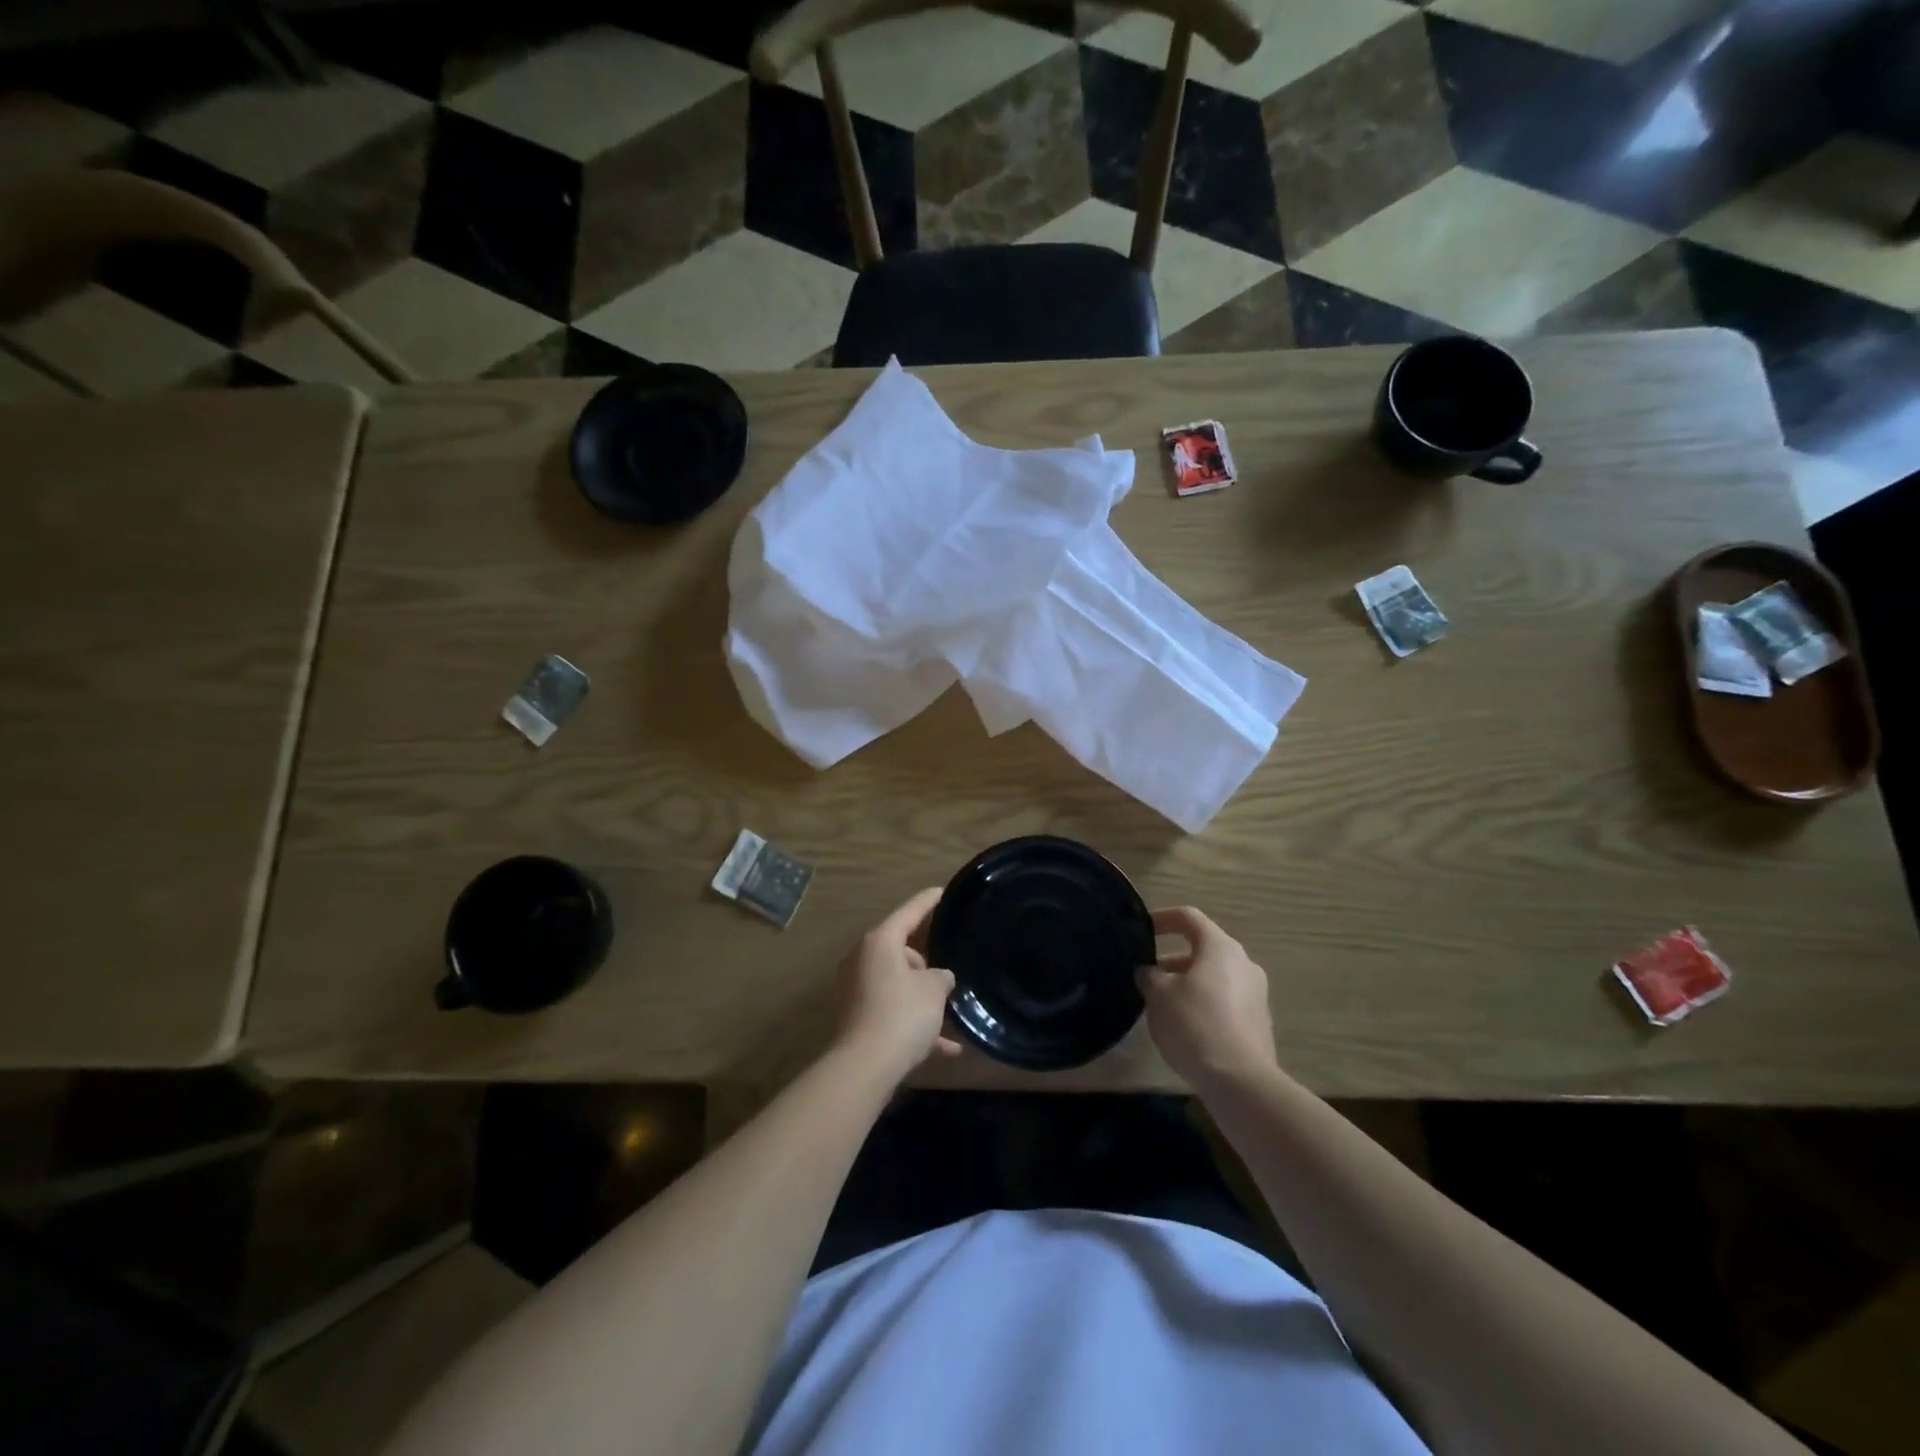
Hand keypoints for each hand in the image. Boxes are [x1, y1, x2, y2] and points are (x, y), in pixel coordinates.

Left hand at [833, 888, 961, 1083]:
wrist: (865, 1067)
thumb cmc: (902, 1014)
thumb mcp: (934, 990)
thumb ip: (941, 976)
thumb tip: (939, 977)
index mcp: (880, 942)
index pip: (909, 912)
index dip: (928, 901)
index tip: (943, 892)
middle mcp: (863, 959)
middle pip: (900, 949)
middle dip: (925, 960)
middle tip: (950, 968)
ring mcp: (857, 989)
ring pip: (897, 982)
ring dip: (921, 995)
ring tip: (949, 1007)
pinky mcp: (858, 1017)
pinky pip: (893, 1011)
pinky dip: (914, 1023)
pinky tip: (946, 1047)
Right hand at [1138, 906, 1277, 1089]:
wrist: (1239, 1081)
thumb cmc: (1194, 1024)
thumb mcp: (1158, 995)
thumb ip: (1149, 975)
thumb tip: (1149, 971)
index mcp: (1220, 947)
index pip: (1189, 917)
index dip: (1162, 919)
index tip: (1142, 930)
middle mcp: (1244, 963)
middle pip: (1203, 948)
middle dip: (1173, 958)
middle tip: (1148, 974)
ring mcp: (1256, 994)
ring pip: (1215, 976)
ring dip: (1187, 982)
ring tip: (1162, 1003)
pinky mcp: (1258, 1022)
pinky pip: (1226, 1000)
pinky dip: (1204, 1003)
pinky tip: (1186, 1026)